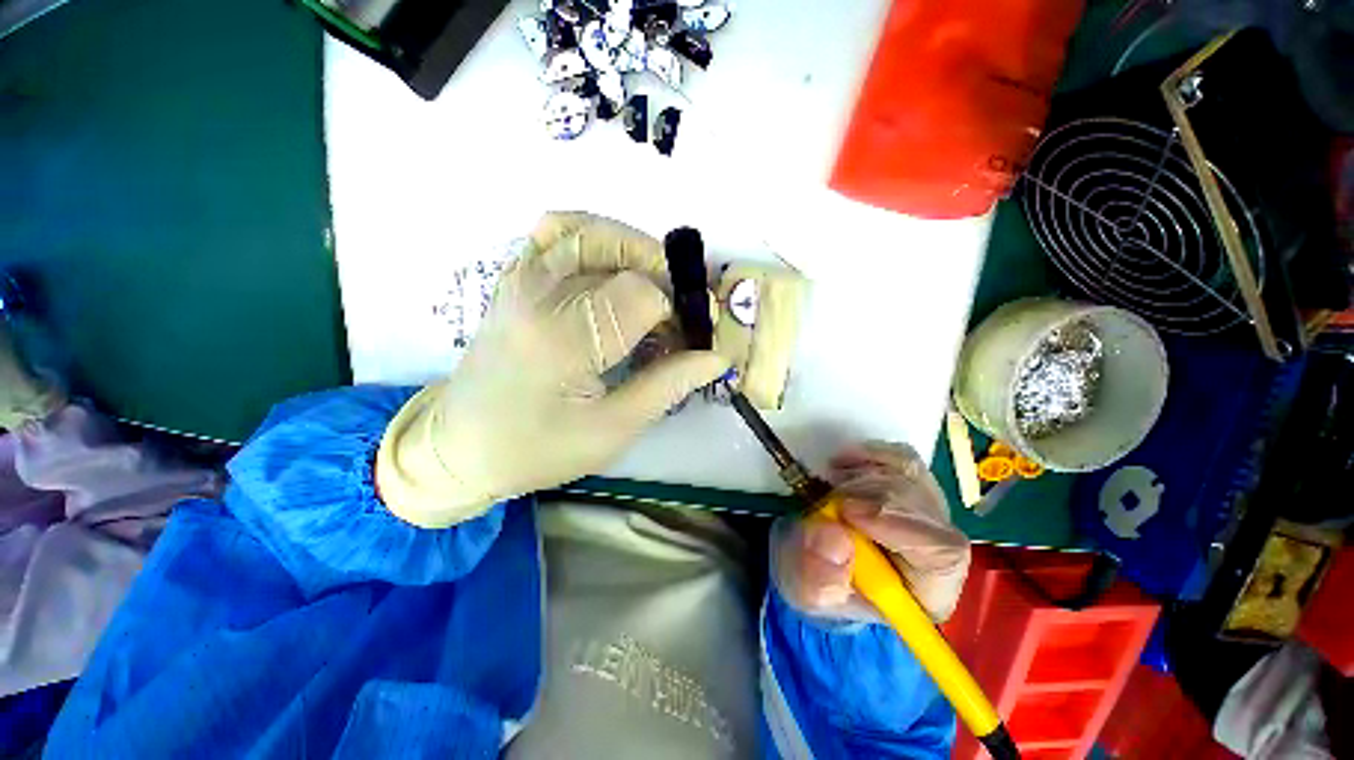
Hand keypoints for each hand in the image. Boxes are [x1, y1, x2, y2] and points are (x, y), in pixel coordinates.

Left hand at [376, 212, 729, 528]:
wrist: (460, 445)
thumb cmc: (537, 449)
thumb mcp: (611, 431)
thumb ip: (667, 386)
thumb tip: (716, 357)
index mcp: (563, 339)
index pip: (642, 295)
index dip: (679, 312)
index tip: (691, 340)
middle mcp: (539, 294)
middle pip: (622, 255)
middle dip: (663, 281)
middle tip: (676, 317)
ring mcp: (520, 279)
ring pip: (591, 231)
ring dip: (635, 251)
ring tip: (652, 288)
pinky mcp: (514, 278)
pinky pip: (556, 230)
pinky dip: (594, 237)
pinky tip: (611, 267)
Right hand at [773, 442, 970, 622]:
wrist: (816, 557)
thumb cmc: (821, 583)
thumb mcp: (809, 593)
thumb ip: (819, 579)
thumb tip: (835, 538)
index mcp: (928, 588)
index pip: (942, 552)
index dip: (898, 524)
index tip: (848, 512)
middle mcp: (938, 544)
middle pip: (921, 505)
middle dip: (866, 497)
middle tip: (826, 502)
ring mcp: (927, 508)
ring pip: (908, 476)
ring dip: (860, 478)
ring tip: (829, 492)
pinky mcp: (910, 482)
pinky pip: (899, 456)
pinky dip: (867, 455)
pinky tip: (840, 466)